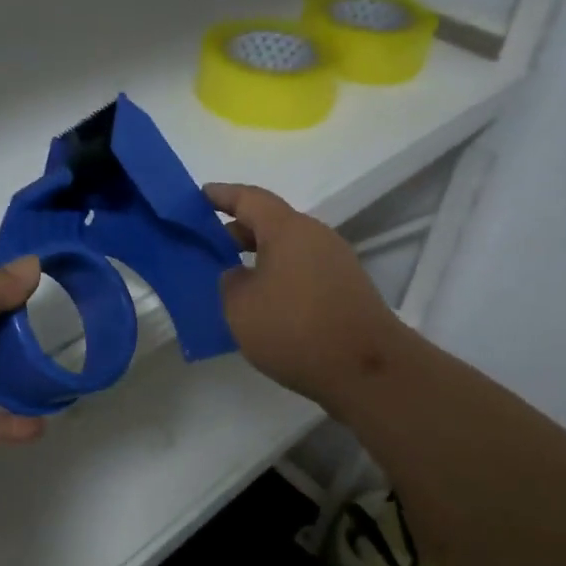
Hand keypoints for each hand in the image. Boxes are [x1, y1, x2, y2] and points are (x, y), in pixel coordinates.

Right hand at [207, 182, 413, 417]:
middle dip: (237, 231)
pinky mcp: (346, 289)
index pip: (249, 199)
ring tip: (231, 278)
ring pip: (288, 249)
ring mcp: (336, 263)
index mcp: (287, 230)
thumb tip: (240, 275)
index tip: (199, 196)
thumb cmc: (295, 328)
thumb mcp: (240, 307)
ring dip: (259, 258)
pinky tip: (263, 304)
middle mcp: (316, 236)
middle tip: (207, 246)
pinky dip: (278, 277)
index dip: (221, 195)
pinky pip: (302, 271)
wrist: (366, 370)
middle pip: (271, 223)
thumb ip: (230, 282)